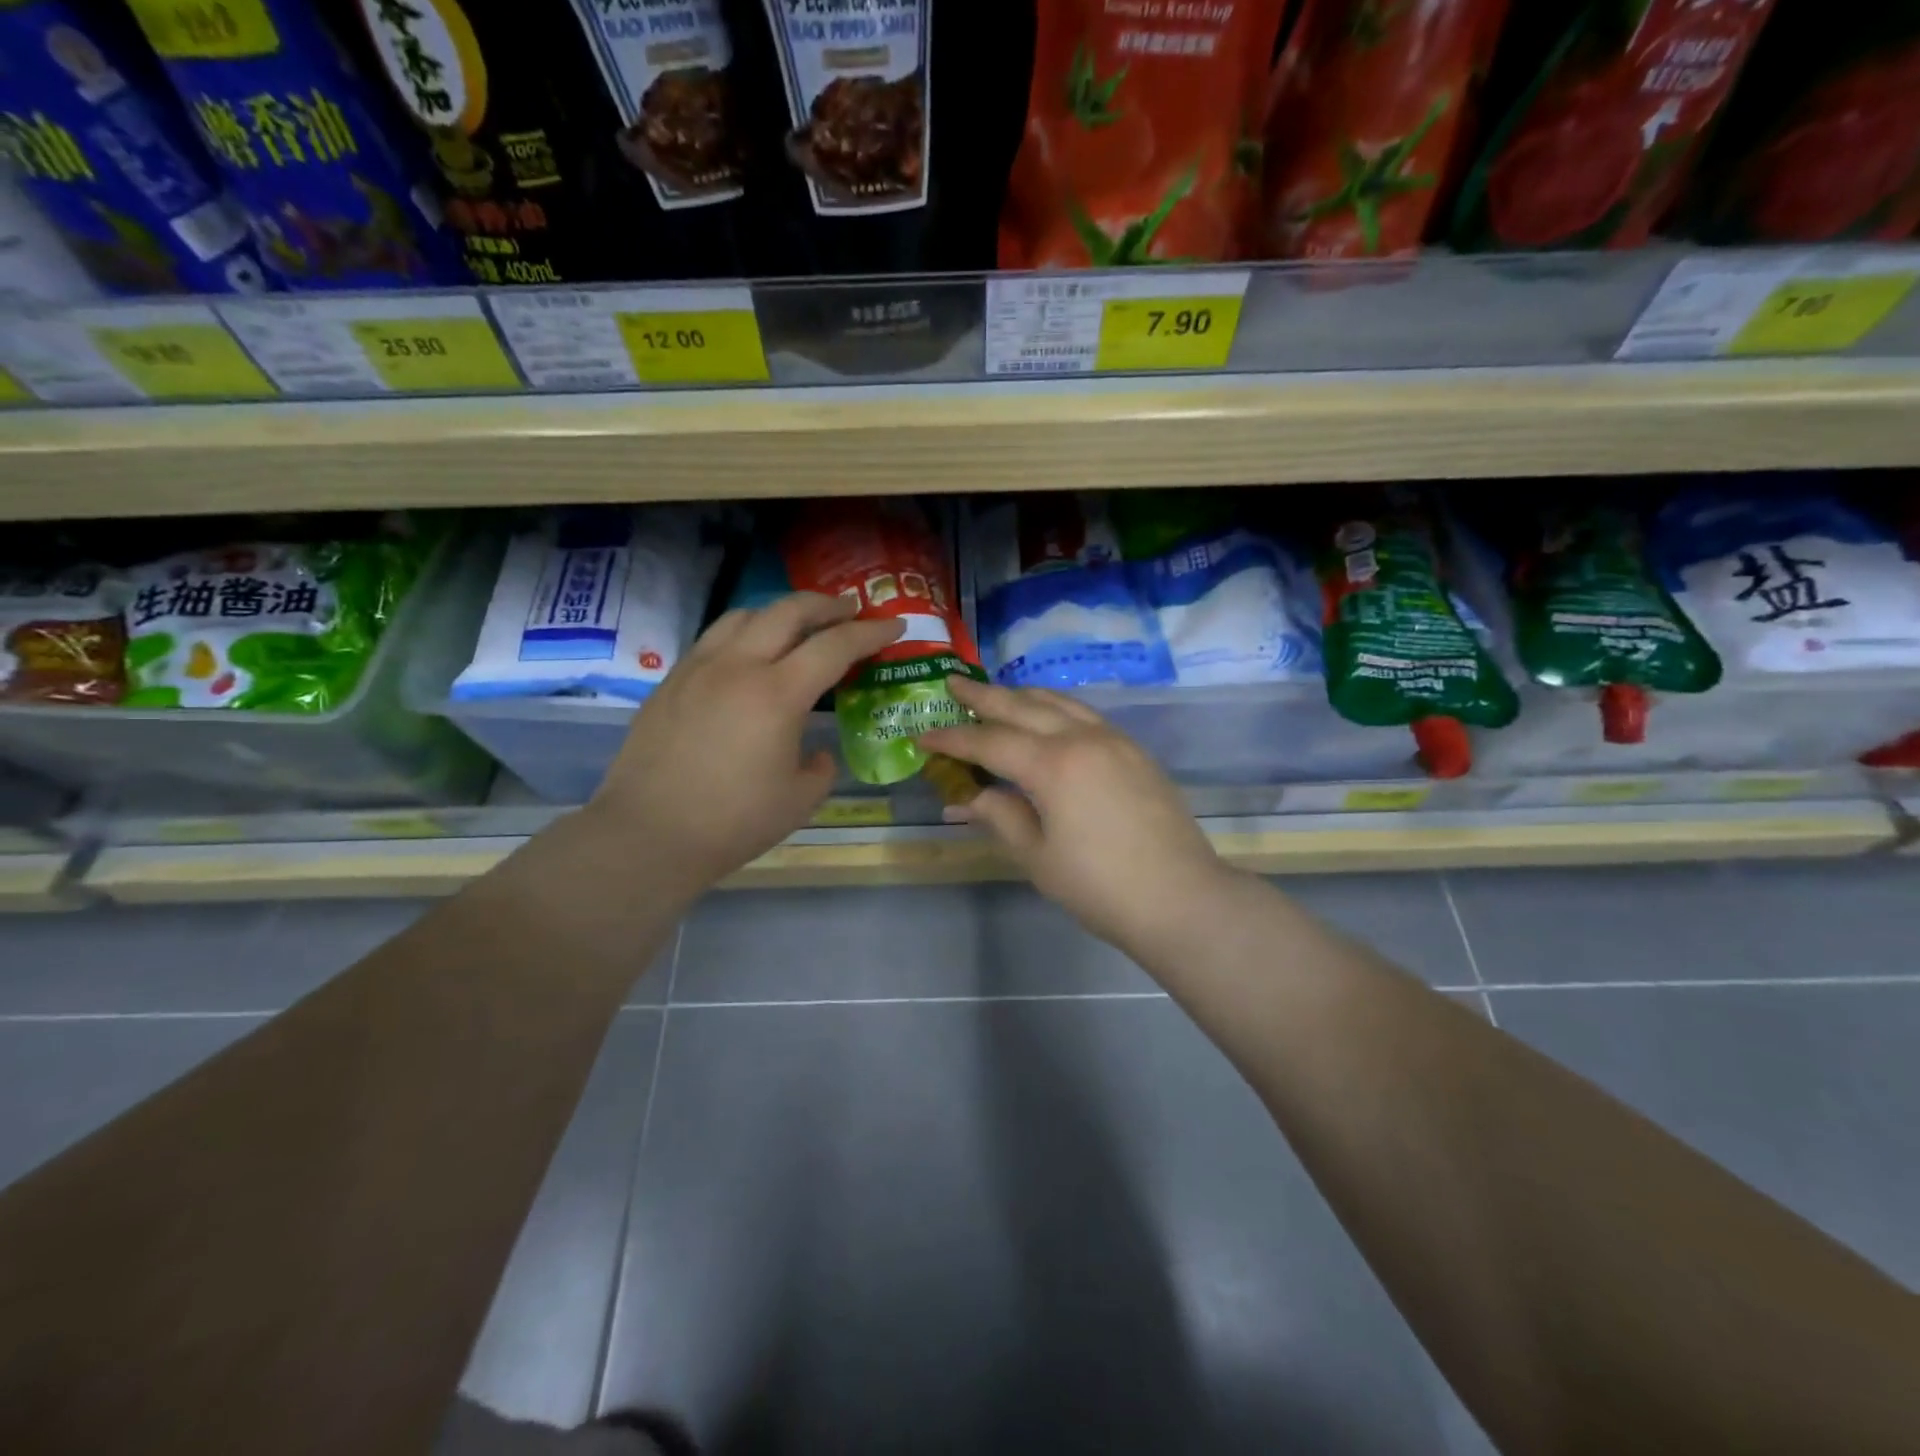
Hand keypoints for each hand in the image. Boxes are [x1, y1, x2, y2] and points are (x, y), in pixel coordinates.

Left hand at [589, 593, 901, 895]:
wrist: (648, 834)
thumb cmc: (733, 822)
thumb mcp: (799, 800)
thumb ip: (820, 767)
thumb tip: (817, 751)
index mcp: (778, 694)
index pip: (835, 646)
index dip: (870, 633)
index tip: (894, 626)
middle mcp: (738, 666)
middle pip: (789, 611)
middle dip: (827, 605)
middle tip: (850, 610)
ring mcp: (699, 668)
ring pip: (745, 615)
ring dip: (781, 612)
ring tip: (798, 625)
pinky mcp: (671, 681)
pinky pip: (714, 638)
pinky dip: (744, 632)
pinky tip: (748, 655)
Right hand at [920, 676, 1233, 955]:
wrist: (1181, 898)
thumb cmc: (1100, 886)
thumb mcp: (1038, 857)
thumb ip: (1001, 817)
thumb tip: (966, 799)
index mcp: (1053, 764)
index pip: (990, 741)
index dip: (953, 738)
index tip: (923, 735)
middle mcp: (1083, 738)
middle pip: (1024, 706)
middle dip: (984, 695)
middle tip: (953, 682)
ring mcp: (1115, 740)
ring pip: (1060, 703)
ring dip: (1023, 695)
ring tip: (998, 693)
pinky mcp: (1136, 752)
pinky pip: (1086, 714)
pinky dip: (1056, 708)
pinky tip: (1049, 717)